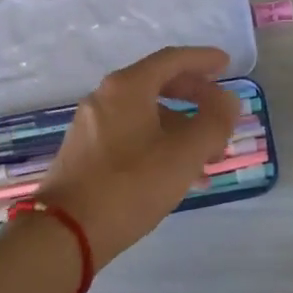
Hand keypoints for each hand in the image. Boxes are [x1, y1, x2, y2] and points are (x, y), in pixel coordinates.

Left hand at [33, 46, 239, 265]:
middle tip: (220, 112)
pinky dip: (159, 141)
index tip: (227, 64)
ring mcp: (91, 124)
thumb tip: (227, 101)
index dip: (203, 59)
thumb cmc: (130, 185)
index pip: (172, 59)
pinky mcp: (85, 151)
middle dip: (195, 96)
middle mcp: (105, 97)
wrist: (65, 233)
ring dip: (180, 127)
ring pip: (146, 113)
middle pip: (158, 83)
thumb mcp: (184, 154)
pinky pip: (131, 133)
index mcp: (127, 87)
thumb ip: (213, 122)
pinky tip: (176, 173)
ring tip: (207, 156)